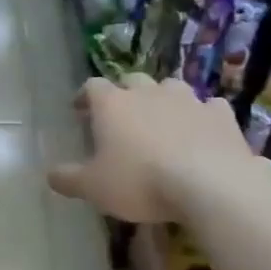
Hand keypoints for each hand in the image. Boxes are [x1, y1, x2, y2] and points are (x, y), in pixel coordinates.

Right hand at [46, 74, 249, 222]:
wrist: (209, 184)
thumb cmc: (140, 182)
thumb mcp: (93, 188)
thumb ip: (69, 179)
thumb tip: (50, 175)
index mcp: (113, 105)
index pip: (92, 87)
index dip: (84, 96)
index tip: (80, 109)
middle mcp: (149, 93)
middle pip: (132, 81)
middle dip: (125, 94)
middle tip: (121, 116)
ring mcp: (188, 100)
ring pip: (171, 88)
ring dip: (163, 100)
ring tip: (161, 121)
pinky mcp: (221, 115)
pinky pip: (208, 108)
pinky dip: (201, 116)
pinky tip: (201, 131)